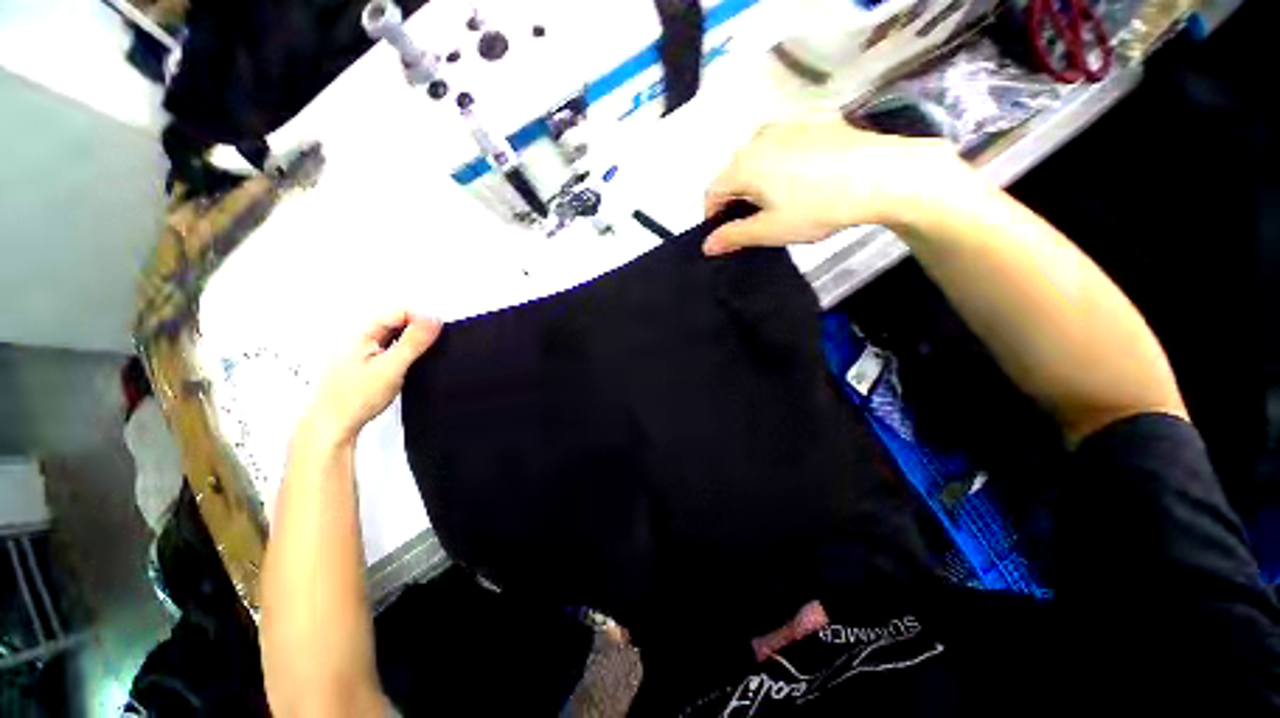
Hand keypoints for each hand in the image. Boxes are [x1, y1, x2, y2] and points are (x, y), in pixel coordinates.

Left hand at [298, 311, 441, 447]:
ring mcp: (361, 354)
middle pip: (396, 323)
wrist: (334, 427)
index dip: (420, 319)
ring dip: (410, 343)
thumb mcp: (391, 367)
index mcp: (362, 335)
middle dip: (417, 330)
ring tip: (420, 356)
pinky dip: (403, 355)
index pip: (398, 313)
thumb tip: (431, 320)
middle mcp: (359, 341)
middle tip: (432, 344)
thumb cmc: (353, 400)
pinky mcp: (366, 368)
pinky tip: (407, 367)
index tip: (436, 333)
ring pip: (393, 338)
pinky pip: (390, 352)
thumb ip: (413, 342)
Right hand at [702, 118, 972, 254]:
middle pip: (733, 172)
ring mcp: (787, 124)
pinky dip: (780, 163)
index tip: (724, 233)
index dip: (713, 215)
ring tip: (780, 200)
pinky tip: (803, 179)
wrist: (882, 175)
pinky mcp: (813, 121)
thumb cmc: (818, 207)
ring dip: (757, 180)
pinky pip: (782, 145)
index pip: (712, 191)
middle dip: (735, 198)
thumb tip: (707, 246)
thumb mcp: (770, 230)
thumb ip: (734, 237)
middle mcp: (758, 137)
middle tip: (754, 220)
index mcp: (744, 164)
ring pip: (757, 157)